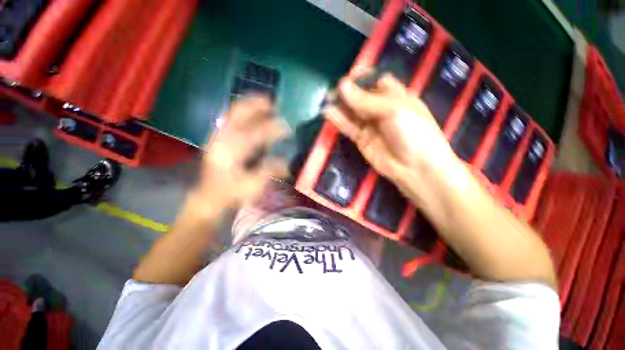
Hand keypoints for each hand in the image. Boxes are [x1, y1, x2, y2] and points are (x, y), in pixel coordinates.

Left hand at [192, 96, 289, 214]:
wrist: (209, 197)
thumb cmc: (231, 193)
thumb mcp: (253, 186)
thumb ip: (269, 171)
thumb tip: (286, 162)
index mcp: (231, 152)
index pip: (255, 134)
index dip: (273, 128)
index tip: (287, 126)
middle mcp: (221, 139)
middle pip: (238, 114)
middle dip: (256, 105)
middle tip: (272, 102)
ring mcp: (217, 137)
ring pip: (232, 113)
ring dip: (249, 105)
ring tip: (264, 102)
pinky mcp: (217, 138)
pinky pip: (229, 118)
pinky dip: (241, 112)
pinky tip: (251, 112)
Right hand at [324, 72, 456, 188]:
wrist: (415, 168)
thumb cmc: (413, 132)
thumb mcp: (394, 110)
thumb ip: (366, 100)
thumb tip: (342, 86)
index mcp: (396, 97)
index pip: (378, 82)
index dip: (364, 78)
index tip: (350, 77)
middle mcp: (382, 110)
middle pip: (362, 97)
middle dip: (348, 93)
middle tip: (333, 91)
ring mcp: (371, 126)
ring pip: (353, 113)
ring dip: (340, 106)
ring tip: (327, 100)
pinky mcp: (362, 140)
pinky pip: (349, 127)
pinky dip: (339, 120)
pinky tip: (328, 113)